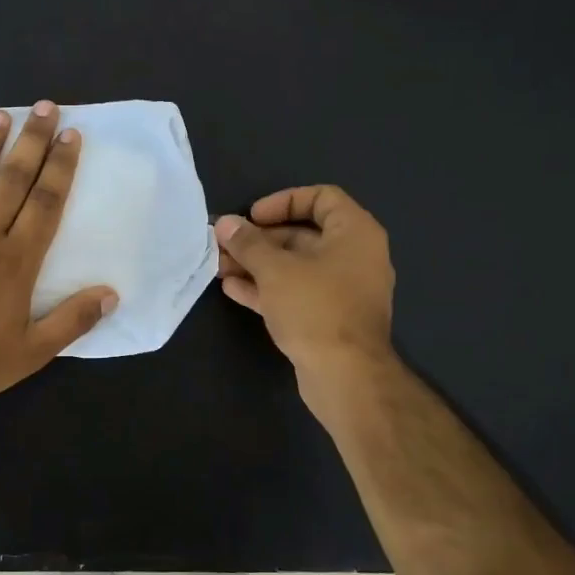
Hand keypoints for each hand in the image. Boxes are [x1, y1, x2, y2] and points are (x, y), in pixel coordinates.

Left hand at [0, 101, 117, 406]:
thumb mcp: (34, 351)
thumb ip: (73, 320)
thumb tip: (111, 294)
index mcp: (17, 260)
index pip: (45, 203)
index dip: (60, 167)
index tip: (70, 135)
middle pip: (12, 181)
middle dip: (31, 142)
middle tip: (44, 107)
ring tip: (0, 115)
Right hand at [214, 185, 395, 395]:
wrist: (345, 376)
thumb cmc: (315, 308)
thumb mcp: (275, 269)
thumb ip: (248, 243)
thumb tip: (225, 224)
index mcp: (355, 233)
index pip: (321, 198)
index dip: (283, 201)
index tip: (253, 217)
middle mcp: (354, 257)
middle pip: (303, 235)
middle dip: (260, 240)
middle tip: (225, 244)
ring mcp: (342, 290)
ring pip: (295, 267)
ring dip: (257, 265)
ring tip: (219, 266)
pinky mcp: (329, 319)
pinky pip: (296, 293)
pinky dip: (267, 288)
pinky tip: (232, 289)